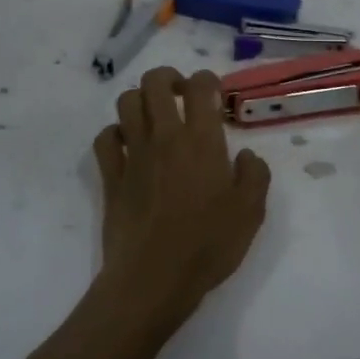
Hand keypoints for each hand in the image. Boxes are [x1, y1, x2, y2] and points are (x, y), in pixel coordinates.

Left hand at [94, 67, 271, 328]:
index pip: (200, 86)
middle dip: (169, 78)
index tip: (215, 96)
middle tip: (182, 96)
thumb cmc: (208, 245)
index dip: (208, 80)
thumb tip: (245, 155)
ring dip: (141, 100)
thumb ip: (255, 175)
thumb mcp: (251, 212)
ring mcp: (133, 155)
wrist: (153, 280)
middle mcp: (165, 137)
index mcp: (202, 140)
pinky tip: (128, 146)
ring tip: (156, 117)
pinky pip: (104, 139)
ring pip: (126, 102)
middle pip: (155, 82)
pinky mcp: (111, 177)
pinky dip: (114, 134)